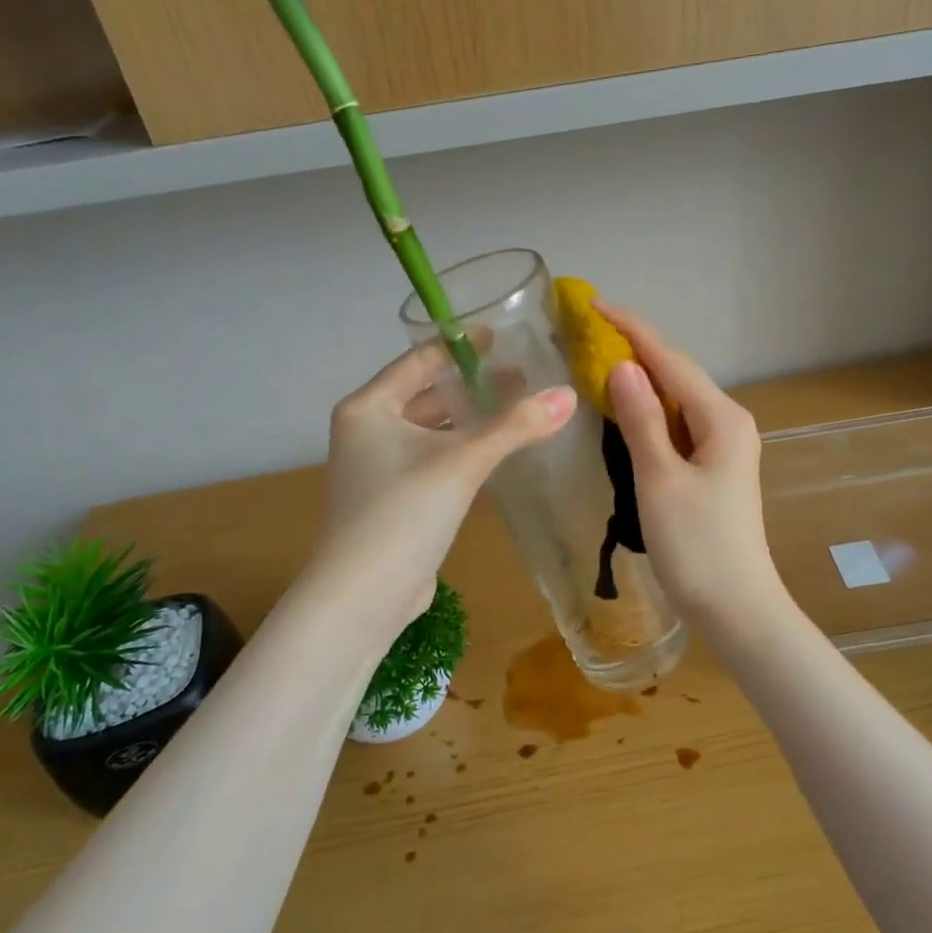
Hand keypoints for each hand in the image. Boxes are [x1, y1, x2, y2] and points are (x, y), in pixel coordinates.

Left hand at [307, 340, 576, 636]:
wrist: (363, 595)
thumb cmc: (403, 513)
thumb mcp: (462, 462)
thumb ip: (515, 426)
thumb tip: (569, 395)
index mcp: (369, 407)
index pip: (419, 361)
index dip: (461, 346)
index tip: (501, 336)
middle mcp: (368, 430)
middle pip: (427, 395)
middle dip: (473, 385)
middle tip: (523, 375)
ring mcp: (379, 467)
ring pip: (432, 430)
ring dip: (471, 420)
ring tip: (518, 409)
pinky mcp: (394, 499)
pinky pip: (433, 460)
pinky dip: (463, 450)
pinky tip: (496, 452)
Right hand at [599, 304, 786, 628]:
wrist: (736, 608)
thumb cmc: (698, 546)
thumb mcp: (660, 479)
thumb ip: (641, 420)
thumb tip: (622, 366)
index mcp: (721, 418)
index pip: (670, 360)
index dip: (631, 329)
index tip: (593, 305)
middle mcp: (728, 423)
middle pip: (676, 375)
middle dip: (634, 350)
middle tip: (585, 334)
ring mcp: (722, 448)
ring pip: (676, 402)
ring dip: (639, 382)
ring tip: (596, 362)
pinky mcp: (711, 471)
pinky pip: (676, 427)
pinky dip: (647, 414)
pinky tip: (623, 413)